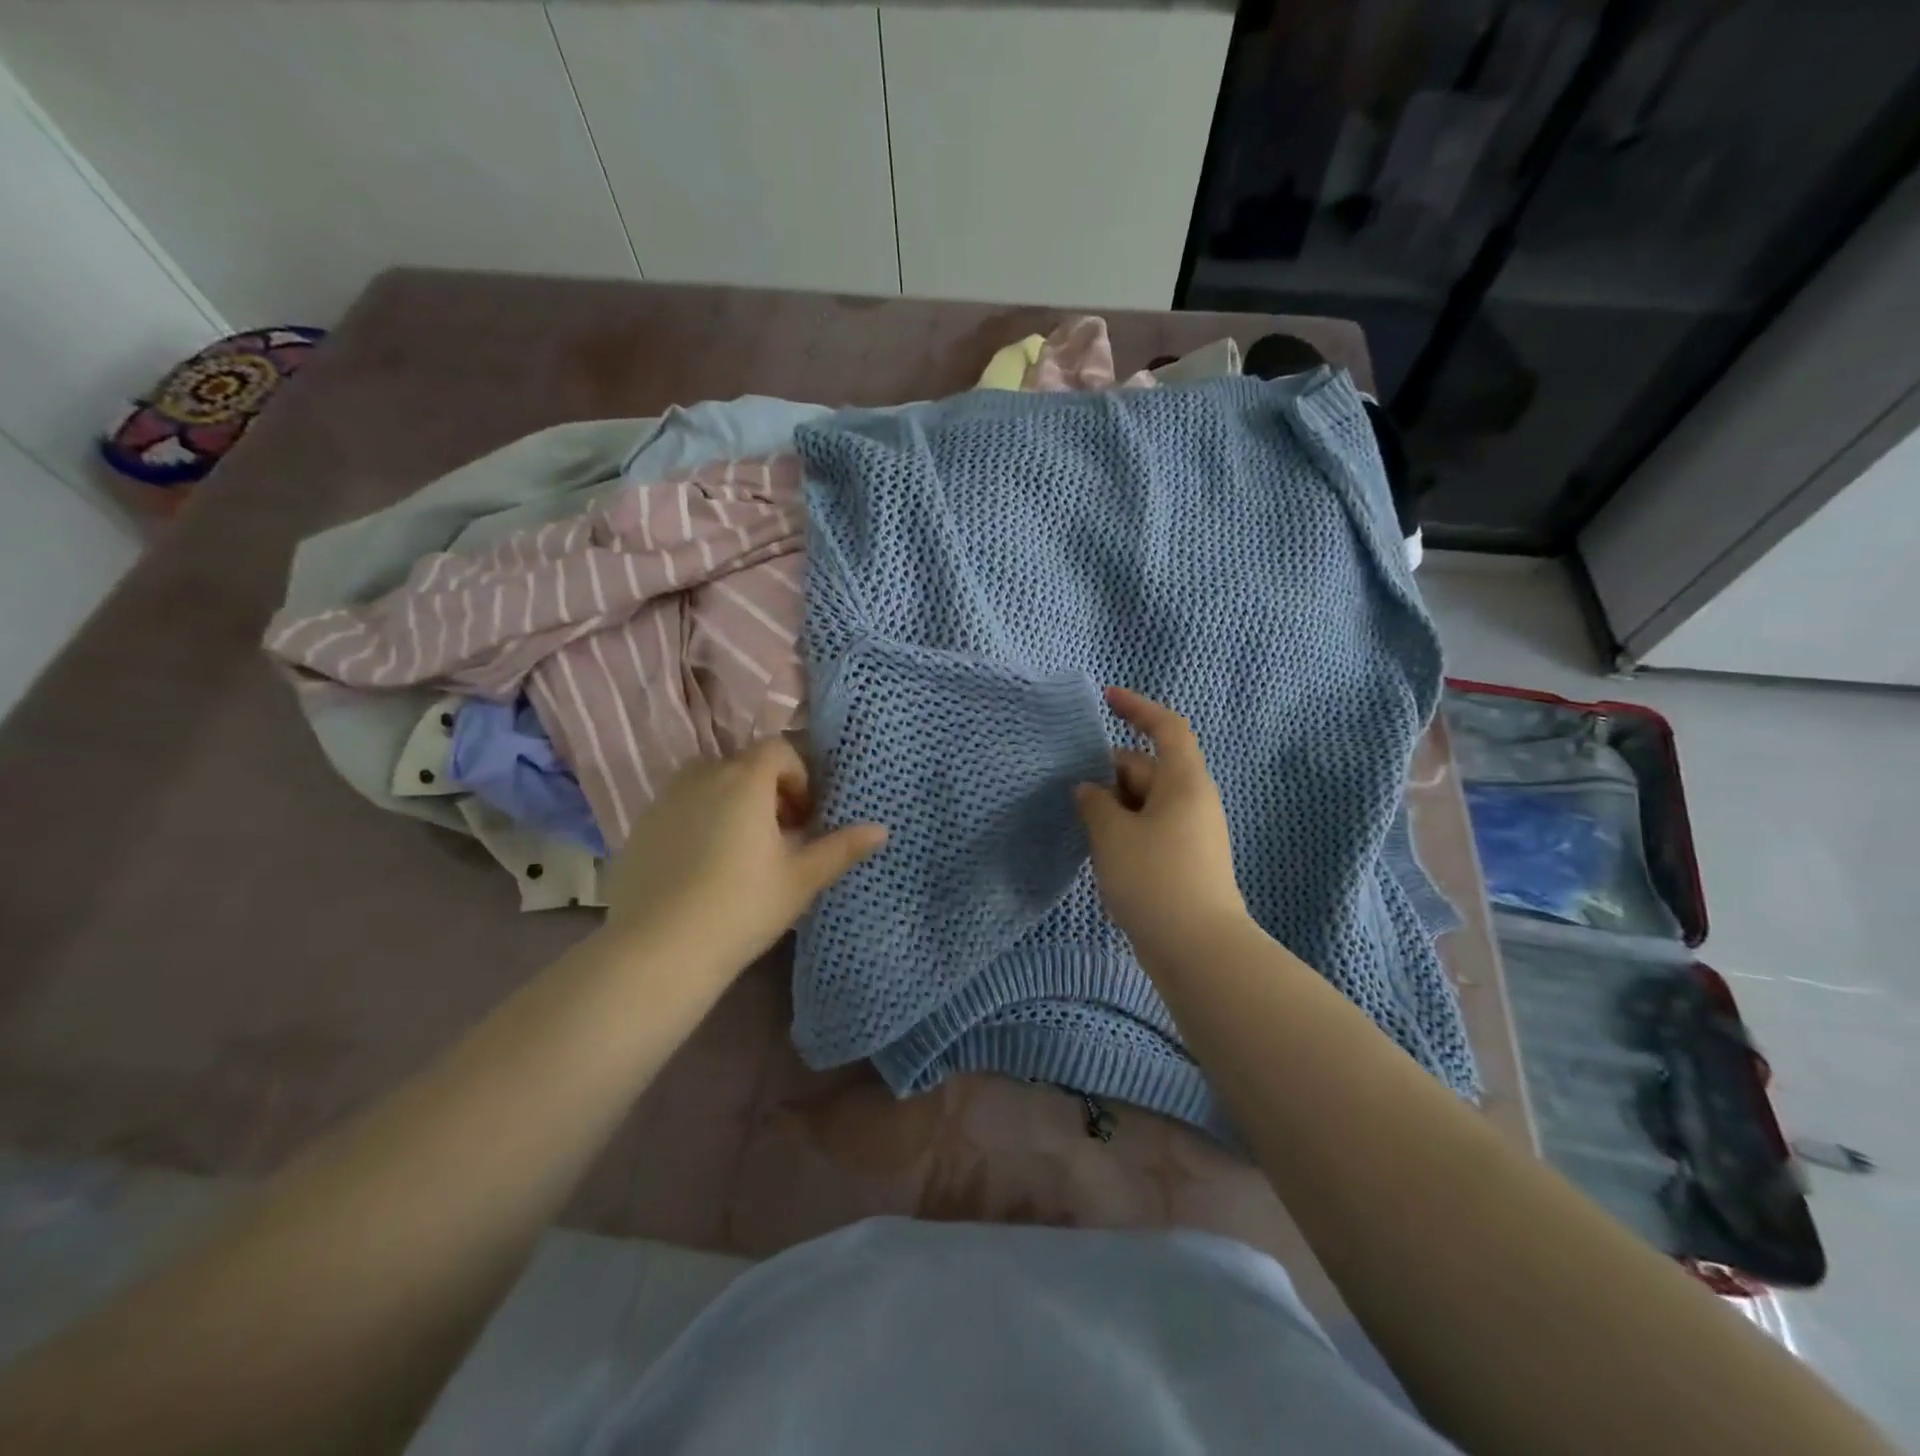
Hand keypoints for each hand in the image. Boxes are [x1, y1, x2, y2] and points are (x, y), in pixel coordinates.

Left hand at [602, 737, 886, 979]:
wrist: (658, 951)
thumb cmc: (742, 906)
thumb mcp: (801, 879)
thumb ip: (842, 848)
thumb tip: (881, 829)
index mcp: (745, 780)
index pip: (779, 750)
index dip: (799, 778)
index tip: (804, 819)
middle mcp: (702, 775)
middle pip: (745, 765)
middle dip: (769, 791)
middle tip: (780, 838)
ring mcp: (665, 799)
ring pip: (710, 783)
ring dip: (733, 803)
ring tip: (741, 851)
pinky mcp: (640, 826)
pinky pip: (680, 807)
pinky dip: (699, 820)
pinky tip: (703, 868)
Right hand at [1075, 687, 1248, 959]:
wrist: (1198, 949)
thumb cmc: (1155, 878)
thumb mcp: (1112, 834)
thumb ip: (1094, 803)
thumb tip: (1089, 790)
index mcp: (1183, 781)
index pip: (1166, 727)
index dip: (1138, 707)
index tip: (1107, 699)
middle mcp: (1192, 801)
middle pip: (1148, 768)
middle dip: (1109, 774)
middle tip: (1073, 794)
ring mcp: (1191, 833)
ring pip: (1145, 803)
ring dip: (1113, 808)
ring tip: (1083, 828)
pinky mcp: (1185, 862)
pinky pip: (1150, 830)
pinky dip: (1125, 832)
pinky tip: (1102, 856)